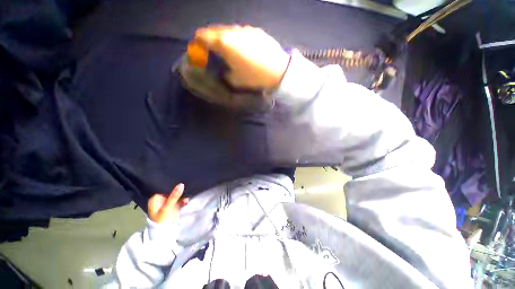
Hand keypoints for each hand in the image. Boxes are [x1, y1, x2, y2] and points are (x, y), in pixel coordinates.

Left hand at [148, 183, 188, 223]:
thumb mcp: (167, 207)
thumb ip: (174, 196)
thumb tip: (181, 184)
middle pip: (171, 191)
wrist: (165, 234)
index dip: (171, 184)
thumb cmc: (162, 221)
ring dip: (182, 195)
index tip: (179, 180)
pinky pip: (180, 199)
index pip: (163, 187)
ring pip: (176, 195)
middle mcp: (161, 199)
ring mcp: (168, 203)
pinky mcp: (174, 206)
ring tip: (186, 197)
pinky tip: (186, 201)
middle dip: (178, 189)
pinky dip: (183, 200)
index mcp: (155, 199)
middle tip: (185, 186)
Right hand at [194, 25, 290, 88]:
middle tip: (213, 49)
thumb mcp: (236, 80)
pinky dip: (238, 38)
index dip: (198, 42)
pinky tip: (245, 48)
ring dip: (225, 37)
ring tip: (230, 49)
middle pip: (215, 30)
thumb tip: (223, 70)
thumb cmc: (254, 76)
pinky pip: (242, 32)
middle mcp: (232, 31)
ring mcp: (245, 29)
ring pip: (229, 30)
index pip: (203, 36)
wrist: (278, 70)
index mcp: (224, 43)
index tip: (199, 48)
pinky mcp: (256, 31)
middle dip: (211, 38)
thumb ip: (225, 73)